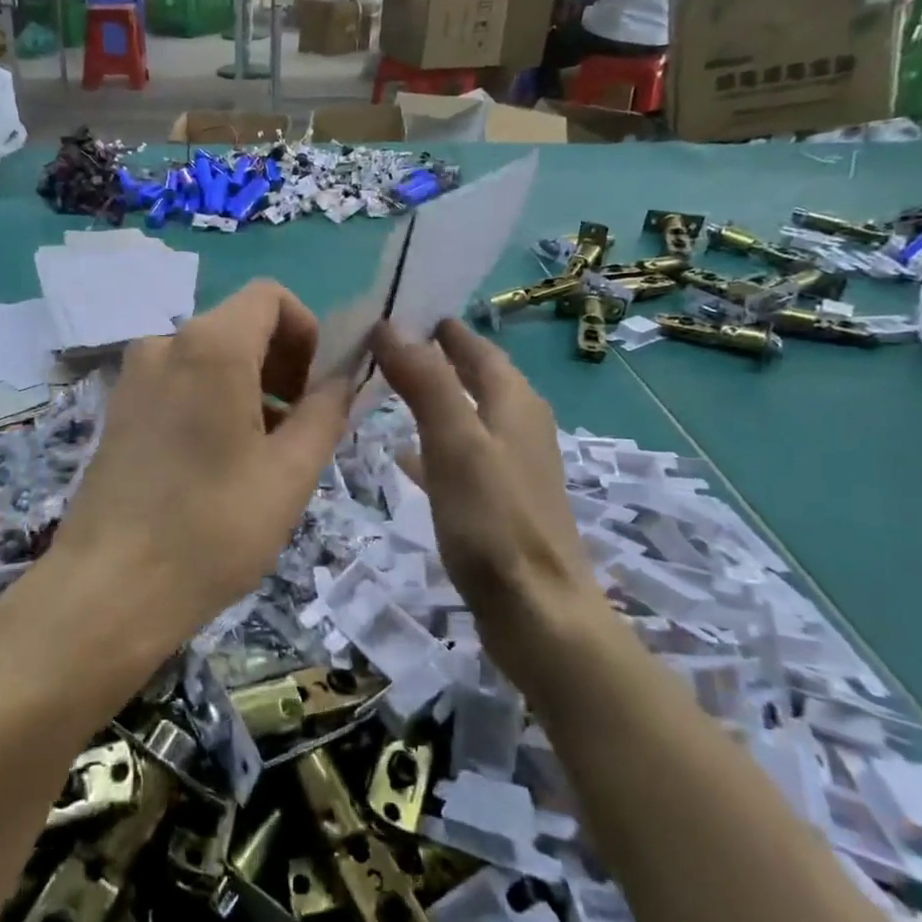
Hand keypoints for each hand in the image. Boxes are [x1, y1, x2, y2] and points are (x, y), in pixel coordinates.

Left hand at [48, 280, 353, 658]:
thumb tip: (342, 380)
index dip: (306, 332)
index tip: (313, 390)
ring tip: (259, 457)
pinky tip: (215, 465)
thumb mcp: (290, 473)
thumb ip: (326, 412)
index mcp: (209, 346)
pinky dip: (209, 402)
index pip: (270, 296)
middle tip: (296, 430)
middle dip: (279, 365)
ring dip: (246, 388)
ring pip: (207, 358)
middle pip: (238, 326)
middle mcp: (164, 344)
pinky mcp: (116, 410)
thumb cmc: (212, 528)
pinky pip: (177, 384)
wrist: (109, 588)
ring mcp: (132, 377)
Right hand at [373, 319, 607, 652]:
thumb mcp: (455, 443)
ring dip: (432, 398)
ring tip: (386, 388)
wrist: (537, 613)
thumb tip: (389, 325)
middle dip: (435, 358)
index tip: (400, 308)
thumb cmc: (494, 522)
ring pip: (466, 415)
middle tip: (384, 344)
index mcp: (515, 404)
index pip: (477, 348)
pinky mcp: (499, 502)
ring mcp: (511, 467)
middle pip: (475, 378)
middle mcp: (519, 427)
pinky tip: (402, 454)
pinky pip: (459, 455)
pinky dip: (431, 444)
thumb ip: (425, 382)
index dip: (442, 328)